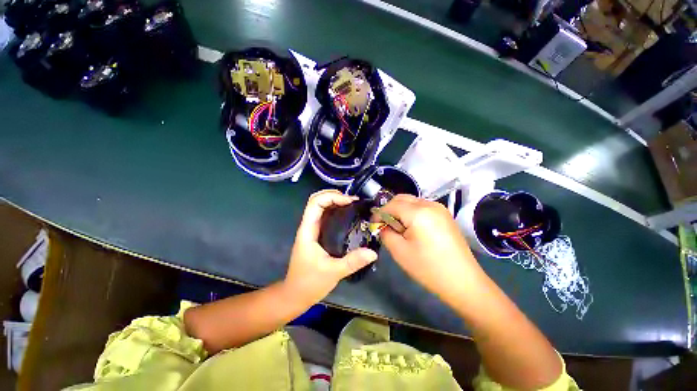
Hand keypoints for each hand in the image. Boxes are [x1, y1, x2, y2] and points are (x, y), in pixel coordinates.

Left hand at [284, 190, 377, 305]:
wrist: (295, 295)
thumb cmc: (309, 283)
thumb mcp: (333, 272)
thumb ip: (353, 262)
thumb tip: (373, 252)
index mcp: (308, 230)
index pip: (315, 203)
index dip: (332, 197)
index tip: (350, 201)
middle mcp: (309, 226)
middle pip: (317, 200)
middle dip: (334, 195)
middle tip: (353, 201)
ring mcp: (312, 230)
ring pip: (321, 207)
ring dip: (335, 201)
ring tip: (353, 205)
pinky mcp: (317, 235)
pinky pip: (325, 216)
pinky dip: (336, 211)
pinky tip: (348, 216)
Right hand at [379, 195, 484, 303]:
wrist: (463, 282)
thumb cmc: (428, 268)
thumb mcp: (399, 252)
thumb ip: (386, 233)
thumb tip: (382, 226)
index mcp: (418, 212)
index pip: (391, 205)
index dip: (379, 213)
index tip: (373, 224)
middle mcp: (430, 204)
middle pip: (402, 198)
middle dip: (389, 209)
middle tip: (384, 225)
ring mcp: (440, 208)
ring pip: (412, 201)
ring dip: (400, 211)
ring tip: (398, 228)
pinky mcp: (445, 215)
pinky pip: (422, 207)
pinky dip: (411, 213)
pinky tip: (412, 228)